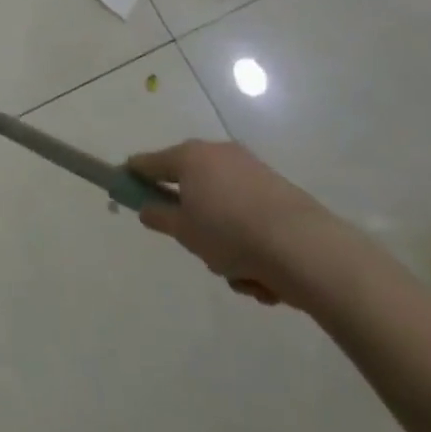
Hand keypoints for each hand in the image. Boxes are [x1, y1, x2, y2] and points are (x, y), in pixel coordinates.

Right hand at [125, 140, 340, 307]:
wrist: (305, 248)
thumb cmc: (230, 233)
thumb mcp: (185, 232)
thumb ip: (160, 217)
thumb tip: (146, 208)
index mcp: (190, 157)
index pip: (150, 162)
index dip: (135, 175)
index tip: (125, 187)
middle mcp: (218, 155)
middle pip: (191, 187)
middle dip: (194, 221)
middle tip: (199, 248)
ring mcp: (252, 171)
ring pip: (223, 209)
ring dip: (226, 242)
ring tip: (241, 273)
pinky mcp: (279, 192)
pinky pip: (251, 219)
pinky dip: (253, 244)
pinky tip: (265, 276)